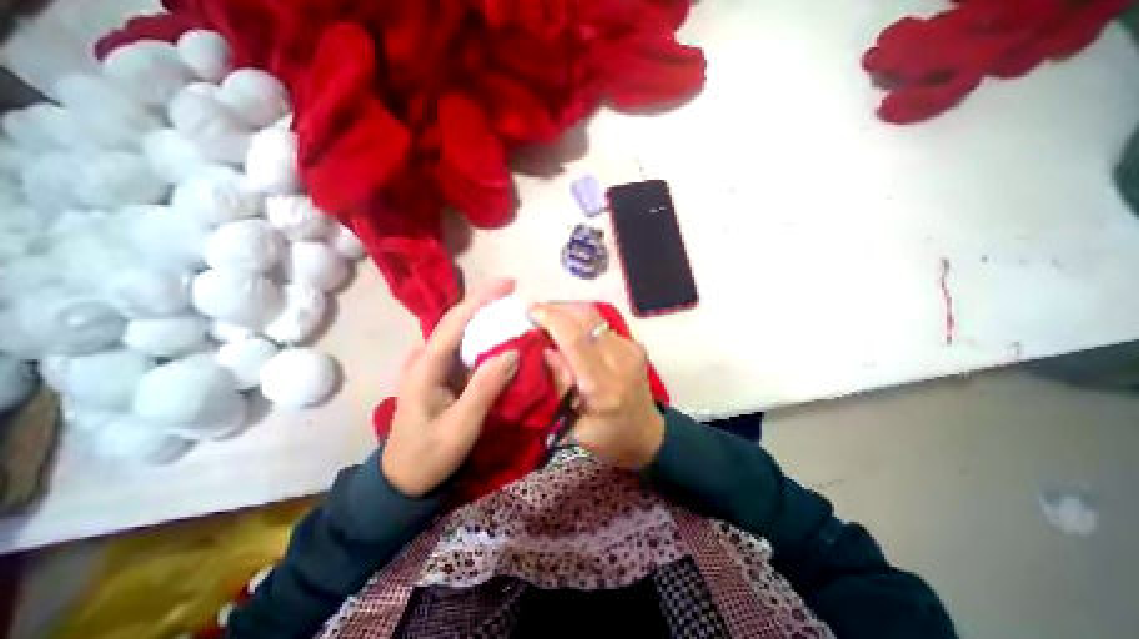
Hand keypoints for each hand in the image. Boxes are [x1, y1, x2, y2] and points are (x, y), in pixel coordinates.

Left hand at [385, 281, 521, 499]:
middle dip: (486, 304)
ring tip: (513, 313)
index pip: (455, 321)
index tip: (508, 283)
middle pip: (458, 320)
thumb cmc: (429, 455)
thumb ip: (485, 388)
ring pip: (462, 333)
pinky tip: (501, 340)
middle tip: (516, 296)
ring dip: (487, 320)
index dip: (482, 298)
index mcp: (426, 365)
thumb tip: (513, 352)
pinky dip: (485, 340)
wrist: (403, 480)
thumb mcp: (460, 427)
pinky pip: (466, 349)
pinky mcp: (442, 375)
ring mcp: (433, 366)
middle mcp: (426, 358)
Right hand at [529, 302, 664, 470]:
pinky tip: (569, 330)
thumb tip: (545, 349)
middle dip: (558, 308)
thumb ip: (560, 386)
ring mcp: (631, 350)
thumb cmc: (608, 439)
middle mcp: (621, 361)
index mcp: (603, 387)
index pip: (576, 340)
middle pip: (587, 318)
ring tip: (549, 319)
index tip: (530, 312)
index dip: (552, 319)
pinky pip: (602, 324)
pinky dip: (581, 321)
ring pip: (594, 316)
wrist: (648, 435)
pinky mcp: (634, 345)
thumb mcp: (574, 426)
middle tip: (536, 313)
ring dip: (568, 312)